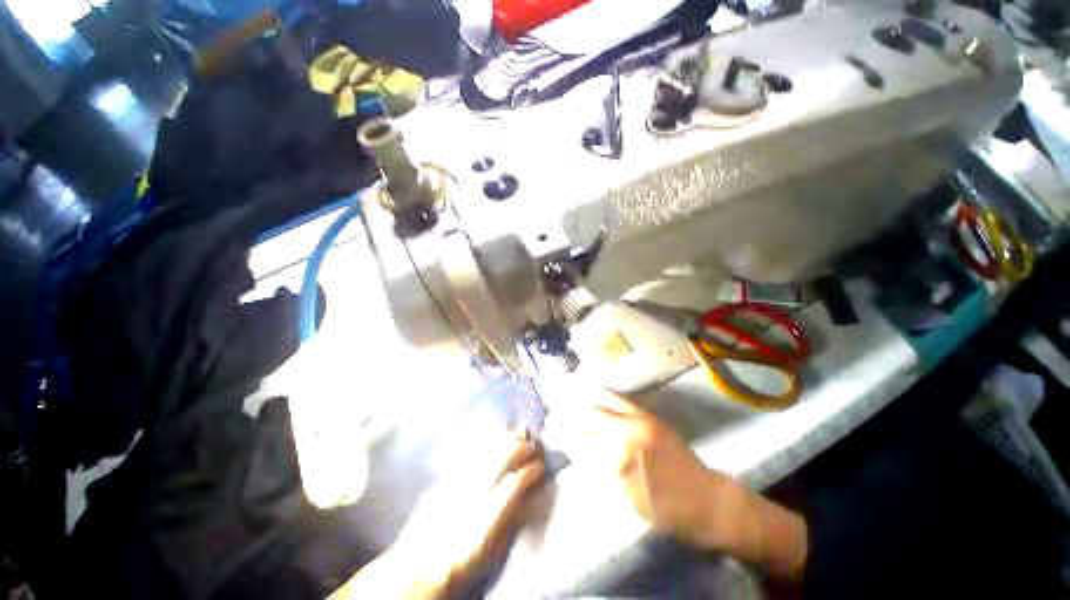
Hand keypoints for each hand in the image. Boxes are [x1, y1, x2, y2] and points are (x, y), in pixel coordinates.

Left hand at [335, 431, 544, 598]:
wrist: (420, 564)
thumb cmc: (463, 561)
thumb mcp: (493, 548)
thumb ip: (512, 517)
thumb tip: (528, 493)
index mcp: (487, 515)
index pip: (515, 482)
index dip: (531, 470)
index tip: (541, 465)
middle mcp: (473, 493)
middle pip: (501, 459)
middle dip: (521, 448)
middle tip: (534, 442)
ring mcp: (458, 482)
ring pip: (487, 451)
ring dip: (506, 440)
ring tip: (520, 432)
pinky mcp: (447, 477)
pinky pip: (473, 454)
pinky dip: (489, 442)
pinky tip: (497, 437)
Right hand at [549, 389, 807, 582]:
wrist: (709, 501)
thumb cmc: (667, 512)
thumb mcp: (628, 500)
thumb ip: (601, 473)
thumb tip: (579, 455)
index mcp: (619, 459)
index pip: (582, 444)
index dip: (563, 439)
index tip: (550, 434)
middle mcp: (626, 433)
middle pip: (589, 421)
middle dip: (568, 419)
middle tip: (553, 417)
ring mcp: (639, 420)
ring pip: (602, 406)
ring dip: (583, 404)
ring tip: (567, 401)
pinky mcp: (649, 416)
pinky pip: (622, 400)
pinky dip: (605, 395)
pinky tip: (594, 391)